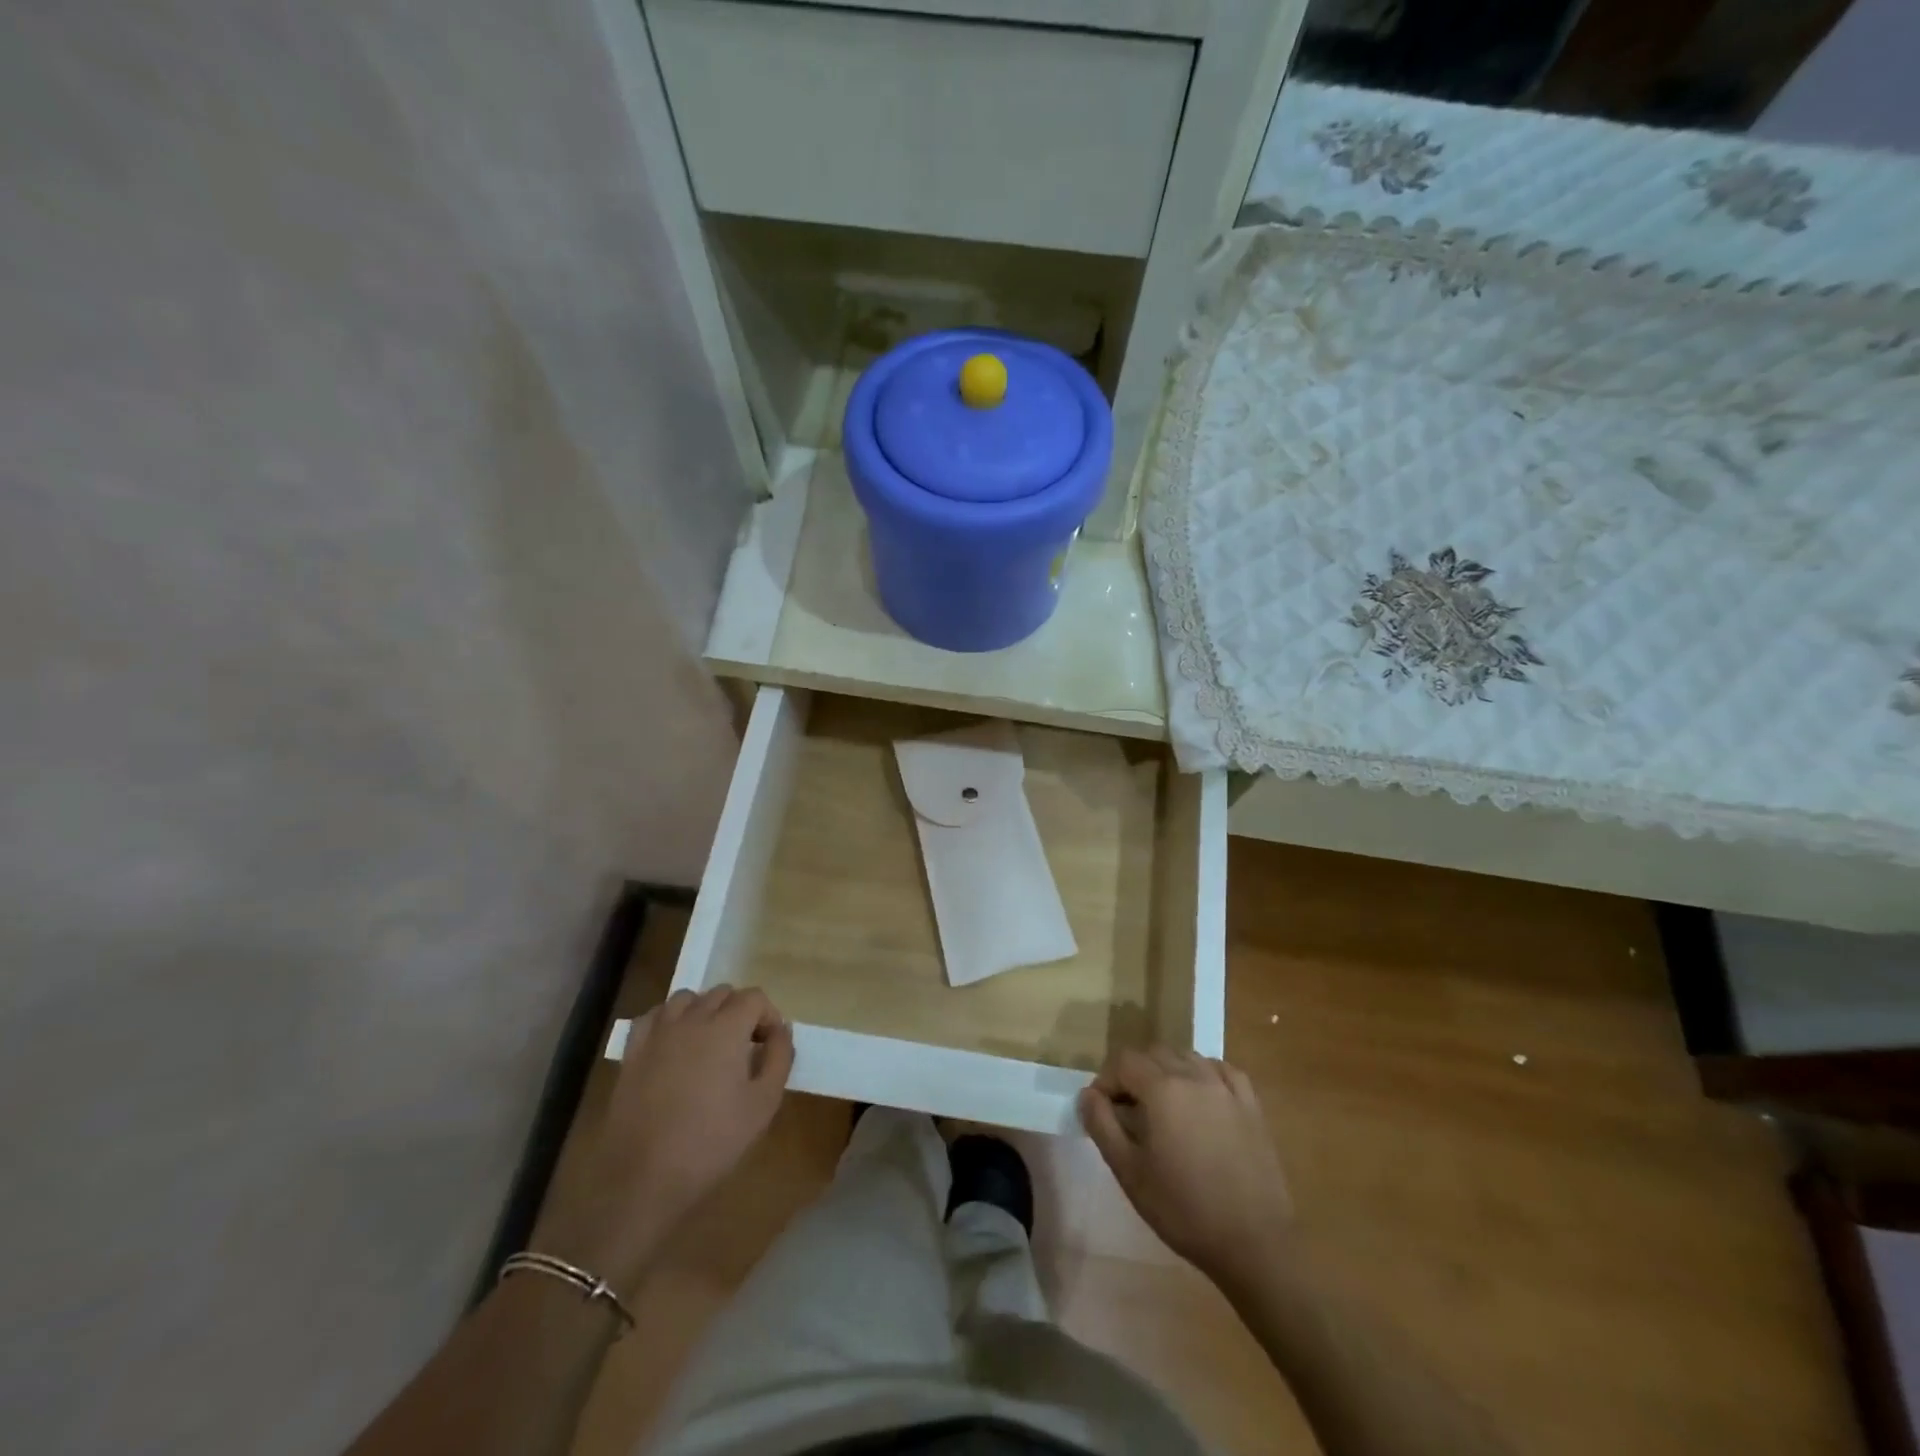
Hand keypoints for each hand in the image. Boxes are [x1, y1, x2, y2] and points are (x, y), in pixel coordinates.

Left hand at [541, 986, 793, 1296]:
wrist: (643, 1178)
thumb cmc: (711, 1142)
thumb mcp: (763, 1104)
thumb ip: (779, 1058)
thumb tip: (782, 1030)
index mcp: (726, 1027)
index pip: (754, 997)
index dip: (767, 1017)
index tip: (768, 1046)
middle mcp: (692, 1018)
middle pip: (722, 993)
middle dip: (739, 1012)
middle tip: (744, 1048)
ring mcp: (658, 1032)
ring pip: (687, 999)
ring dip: (704, 1011)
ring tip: (710, 1043)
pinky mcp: (633, 1051)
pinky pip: (654, 1016)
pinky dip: (669, 1020)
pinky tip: (674, 1044)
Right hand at [1079, 1047, 1290, 1287]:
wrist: (1254, 1242)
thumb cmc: (1183, 1209)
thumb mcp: (1129, 1172)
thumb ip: (1102, 1125)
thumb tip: (1087, 1094)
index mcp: (1162, 1088)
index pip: (1124, 1061)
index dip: (1107, 1080)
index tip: (1103, 1111)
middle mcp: (1194, 1075)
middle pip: (1153, 1053)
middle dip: (1134, 1073)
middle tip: (1129, 1111)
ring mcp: (1226, 1086)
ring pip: (1186, 1056)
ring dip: (1166, 1071)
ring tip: (1163, 1107)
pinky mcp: (1251, 1103)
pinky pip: (1220, 1069)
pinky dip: (1202, 1074)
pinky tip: (1200, 1099)